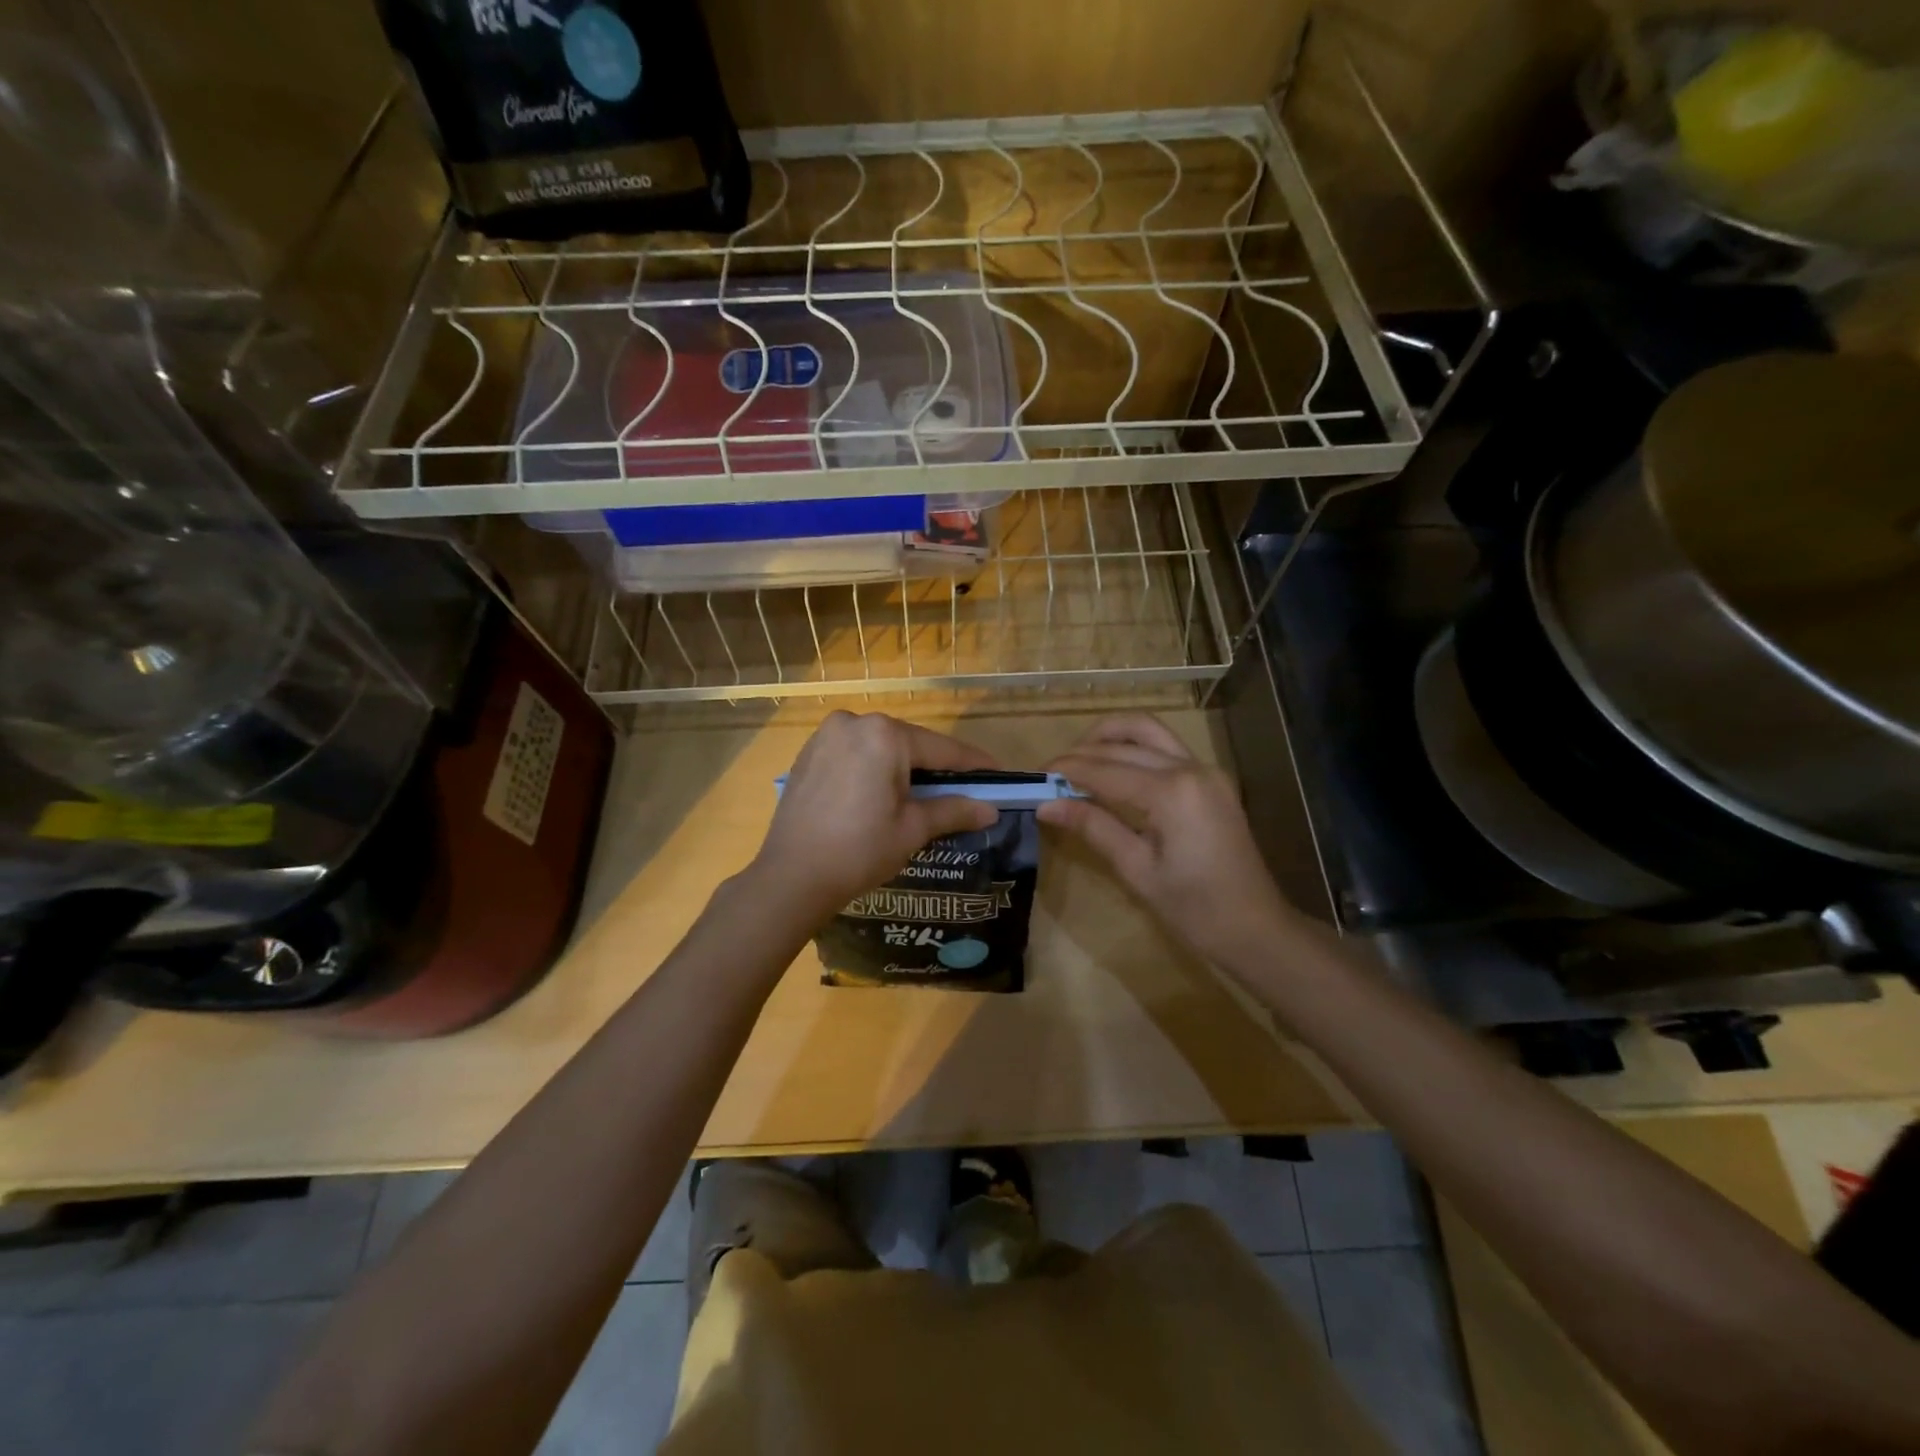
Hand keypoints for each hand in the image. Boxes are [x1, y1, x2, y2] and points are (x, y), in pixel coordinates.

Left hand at [748, 712, 1000, 924]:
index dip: (974, 765)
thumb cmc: (859, 850)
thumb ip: (954, 810)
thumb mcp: (912, 829)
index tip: (999, 775)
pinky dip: (873, 769)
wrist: (791, 877)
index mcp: (884, 734)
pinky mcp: (808, 753)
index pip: (942, 749)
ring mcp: (826, 735)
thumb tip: (990, 809)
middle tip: (964, 790)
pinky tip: (882, 794)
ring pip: (880, 748)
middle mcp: (855, 722)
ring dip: (903, 767)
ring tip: (925, 794)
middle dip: (936, 767)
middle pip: (909, 744)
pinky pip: (854, 754)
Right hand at [1039, 714, 1295, 967]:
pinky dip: (1134, 748)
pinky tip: (1113, 768)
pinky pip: (1166, 747)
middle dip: (1083, 752)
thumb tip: (1046, 805)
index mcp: (1171, 792)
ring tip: (1080, 759)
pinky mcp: (1212, 779)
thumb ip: (1093, 827)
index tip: (1035, 776)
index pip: (1105, 769)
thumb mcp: (1137, 870)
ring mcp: (1206, 770)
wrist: (1256, 928)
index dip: (1067, 770)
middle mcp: (1190, 768)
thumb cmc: (1194, 909)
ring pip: (1149, 731)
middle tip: (1051, 773)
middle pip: (1124, 744)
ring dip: (1111, 736)